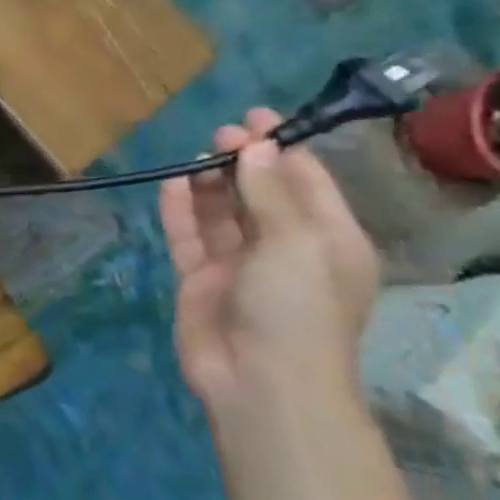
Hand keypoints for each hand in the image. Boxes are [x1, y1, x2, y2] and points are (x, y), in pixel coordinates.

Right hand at [159, 108, 378, 415]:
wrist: (260, 380)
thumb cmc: (296, 308)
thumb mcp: (295, 242)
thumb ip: (269, 193)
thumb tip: (255, 149)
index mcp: (328, 240)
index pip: (306, 183)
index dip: (282, 149)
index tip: (255, 118)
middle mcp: (285, 248)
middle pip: (261, 194)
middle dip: (243, 162)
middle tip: (219, 136)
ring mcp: (240, 265)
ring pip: (222, 212)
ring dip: (210, 183)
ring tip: (194, 156)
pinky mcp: (200, 279)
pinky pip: (189, 235)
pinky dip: (181, 210)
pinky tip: (171, 184)